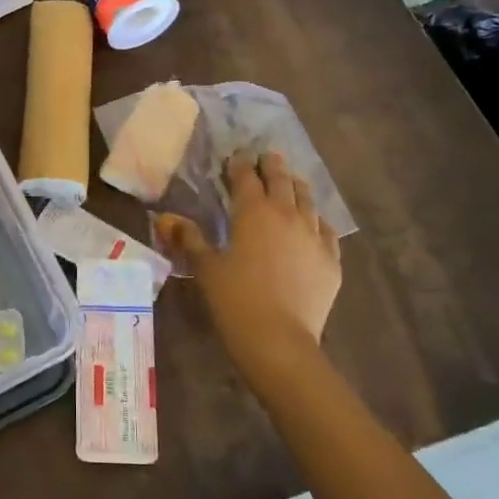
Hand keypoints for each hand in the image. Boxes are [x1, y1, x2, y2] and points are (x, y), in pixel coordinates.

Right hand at [159, 151, 341, 381]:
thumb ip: (189, 238)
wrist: (279, 342)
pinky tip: (313, 223)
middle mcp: (287, 214)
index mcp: (254, 211)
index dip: (239, 165)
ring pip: (308, 200)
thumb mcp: (205, 268)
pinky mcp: (331, 260)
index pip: (246, 177)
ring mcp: (314, 236)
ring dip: (297, 186)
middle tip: (266, 157)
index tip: (234, 158)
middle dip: (272, 165)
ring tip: (291, 181)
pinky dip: (317, 220)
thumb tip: (167, 218)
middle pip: (281, 179)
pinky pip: (326, 230)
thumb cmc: (235, 300)